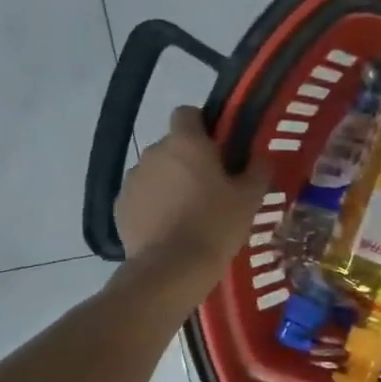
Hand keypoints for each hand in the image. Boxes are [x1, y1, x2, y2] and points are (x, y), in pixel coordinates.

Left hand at [115, 107, 271, 275]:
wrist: (172, 268)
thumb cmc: (216, 225)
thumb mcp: (250, 199)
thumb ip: (257, 171)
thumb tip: (261, 157)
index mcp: (186, 142)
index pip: (188, 113)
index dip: (203, 126)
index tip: (219, 150)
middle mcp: (154, 152)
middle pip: (173, 146)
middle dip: (188, 161)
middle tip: (211, 189)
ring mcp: (133, 179)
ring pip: (156, 172)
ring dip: (170, 184)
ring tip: (189, 214)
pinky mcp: (120, 206)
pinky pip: (142, 197)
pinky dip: (154, 206)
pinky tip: (169, 230)